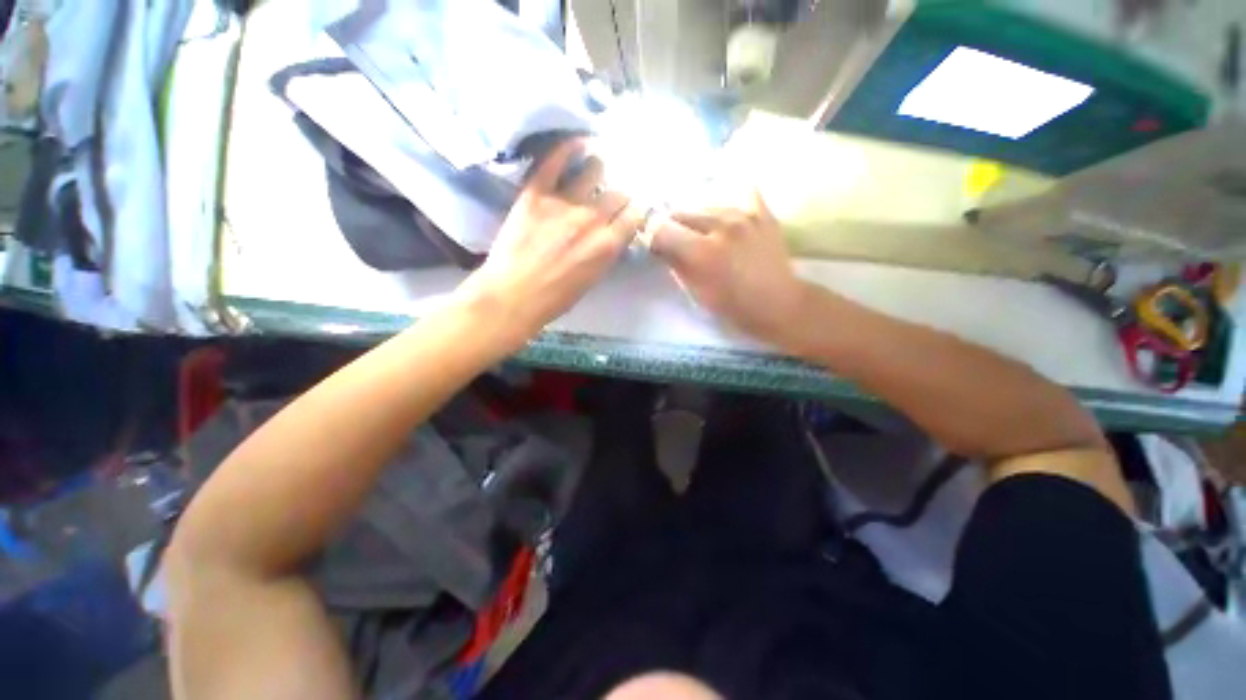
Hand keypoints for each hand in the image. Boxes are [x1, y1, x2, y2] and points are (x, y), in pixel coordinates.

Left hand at [456, 140, 647, 350]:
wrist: (512, 295)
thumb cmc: (555, 298)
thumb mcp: (591, 280)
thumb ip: (605, 253)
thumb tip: (612, 234)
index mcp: (607, 245)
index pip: (634, 215)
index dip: (637, 210)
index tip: (634, 208)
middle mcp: (592, 218)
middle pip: (618, 192)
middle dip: (621, 193)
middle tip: (614, 193)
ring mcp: (563, 202)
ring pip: (594, 169)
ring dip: (600, 169)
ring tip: (597, 167)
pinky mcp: (536, 192)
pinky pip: (554, 161)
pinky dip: (568, 148)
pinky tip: (578, 143)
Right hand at [650, 191, 808, 347]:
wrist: (776, 303)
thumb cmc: (731, 306)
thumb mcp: (694, 292)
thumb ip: (674, 265)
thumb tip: (659, 246)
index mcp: (701, 252)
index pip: (660, 229)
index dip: (652, 237)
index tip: (655, 245)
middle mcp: (720, 226)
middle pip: (680, 213)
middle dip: (672, 227)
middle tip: (677, 241)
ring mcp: (744, 215)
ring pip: (704, 205)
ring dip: (697, 218)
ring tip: (703, 233)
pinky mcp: (762, 211)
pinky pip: (739, 192)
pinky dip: (727, 201)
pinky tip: (724, 212)